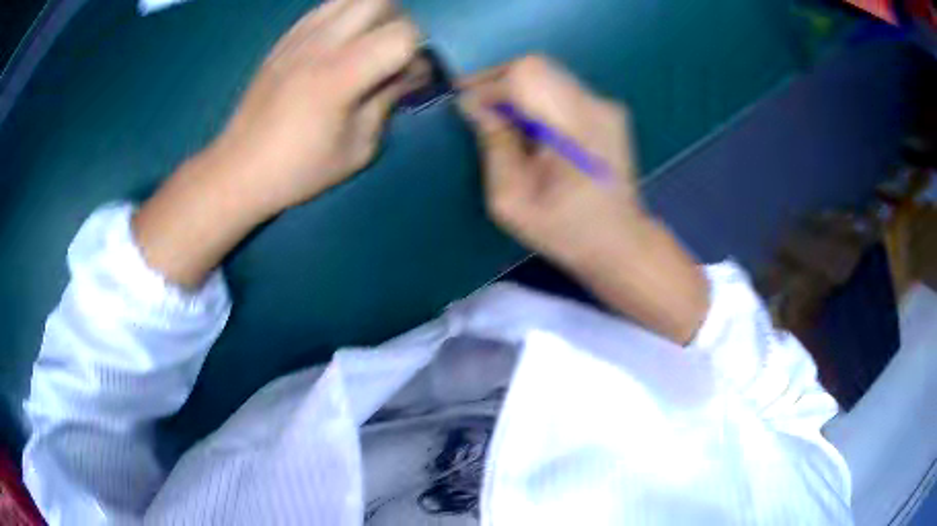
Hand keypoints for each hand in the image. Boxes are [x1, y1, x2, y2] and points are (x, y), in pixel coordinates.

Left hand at [211, 0, 420, 214]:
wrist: (238, 170)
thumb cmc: (298, 169)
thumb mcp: (357, 149)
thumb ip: (388, 102)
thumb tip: (409, 75)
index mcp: (341, 75)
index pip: (403, 33)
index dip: (419, 51)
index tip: (412, 76)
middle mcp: (321, 44)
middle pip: (380, 1)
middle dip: (398, 23)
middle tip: (392, 54)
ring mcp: (298, 37)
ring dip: (371, 14)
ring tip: (367, 44)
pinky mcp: (283, 40)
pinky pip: (323, 8)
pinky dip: (342, 15)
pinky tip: (337, 42)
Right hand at [458, 56, 647, 271]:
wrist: (621, 242)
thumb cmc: (566, 231)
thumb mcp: (513, 202)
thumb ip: (494, 148)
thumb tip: (477, 108)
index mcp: (575, 130)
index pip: (525, 77)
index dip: (488, 85)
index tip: (468, 108)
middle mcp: (595, 107)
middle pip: (535, 66)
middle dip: (497, 80)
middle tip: (476, 107)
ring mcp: (606, 105)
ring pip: (547, 72)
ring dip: (516, 89)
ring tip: (502, 120)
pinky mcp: (608, 110)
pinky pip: (560, 87)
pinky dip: (536, 98)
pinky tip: (532, 128)